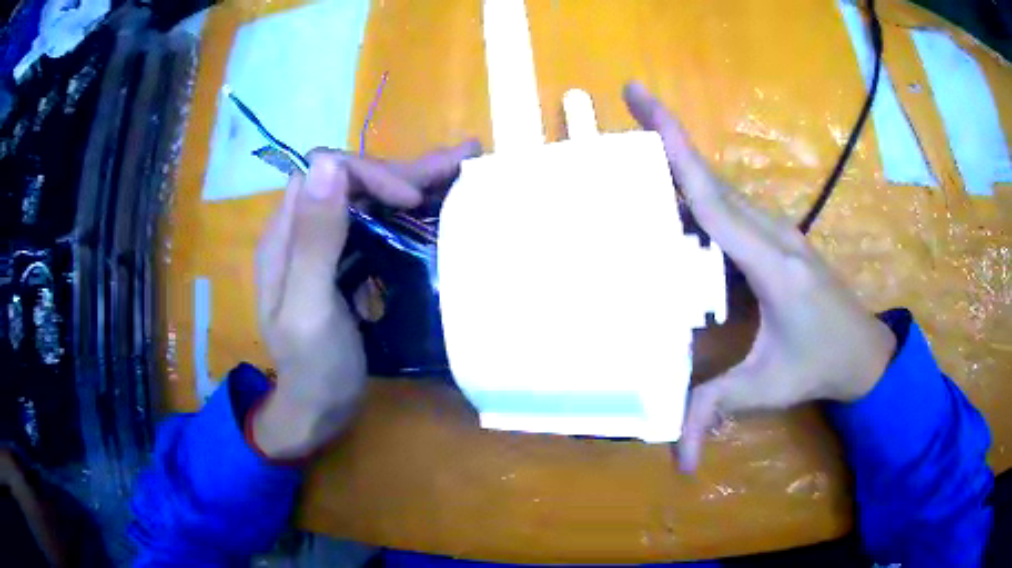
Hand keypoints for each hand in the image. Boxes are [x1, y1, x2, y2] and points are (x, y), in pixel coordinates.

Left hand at [252, 141, 480, 459]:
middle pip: (349, 180)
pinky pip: (373, 223)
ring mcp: (324, 245)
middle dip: (399, 171)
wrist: (319, 408)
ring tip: (456, 168)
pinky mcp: (344, 261)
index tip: (409, 200)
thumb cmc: (314, 366)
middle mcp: (302, 230)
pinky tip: (432, 204)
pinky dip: (404, 210)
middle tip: (456, 164)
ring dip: (408, 182)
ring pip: (364, 197)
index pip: (323, 172)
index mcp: (284, 235)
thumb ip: (314, 240)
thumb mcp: (309, 308)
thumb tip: (327, 163)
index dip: (367, 174)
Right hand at [622, 83, 896, 471]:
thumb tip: (680, 462)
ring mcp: (776, 231)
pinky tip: (675, 199)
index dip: (675, 149)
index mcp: (769, 262)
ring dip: (681, 163)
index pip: (713, 196)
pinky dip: (699, 191)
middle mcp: (771, 232)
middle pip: (711, 176)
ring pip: (721, 188)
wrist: (864, 351)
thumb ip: (717, 412)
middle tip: (626, 105)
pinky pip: (731, 205)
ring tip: (636, 150)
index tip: (643, 103)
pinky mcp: (776, 238)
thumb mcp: (769, 389)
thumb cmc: (821, 365)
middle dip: (668, 136)